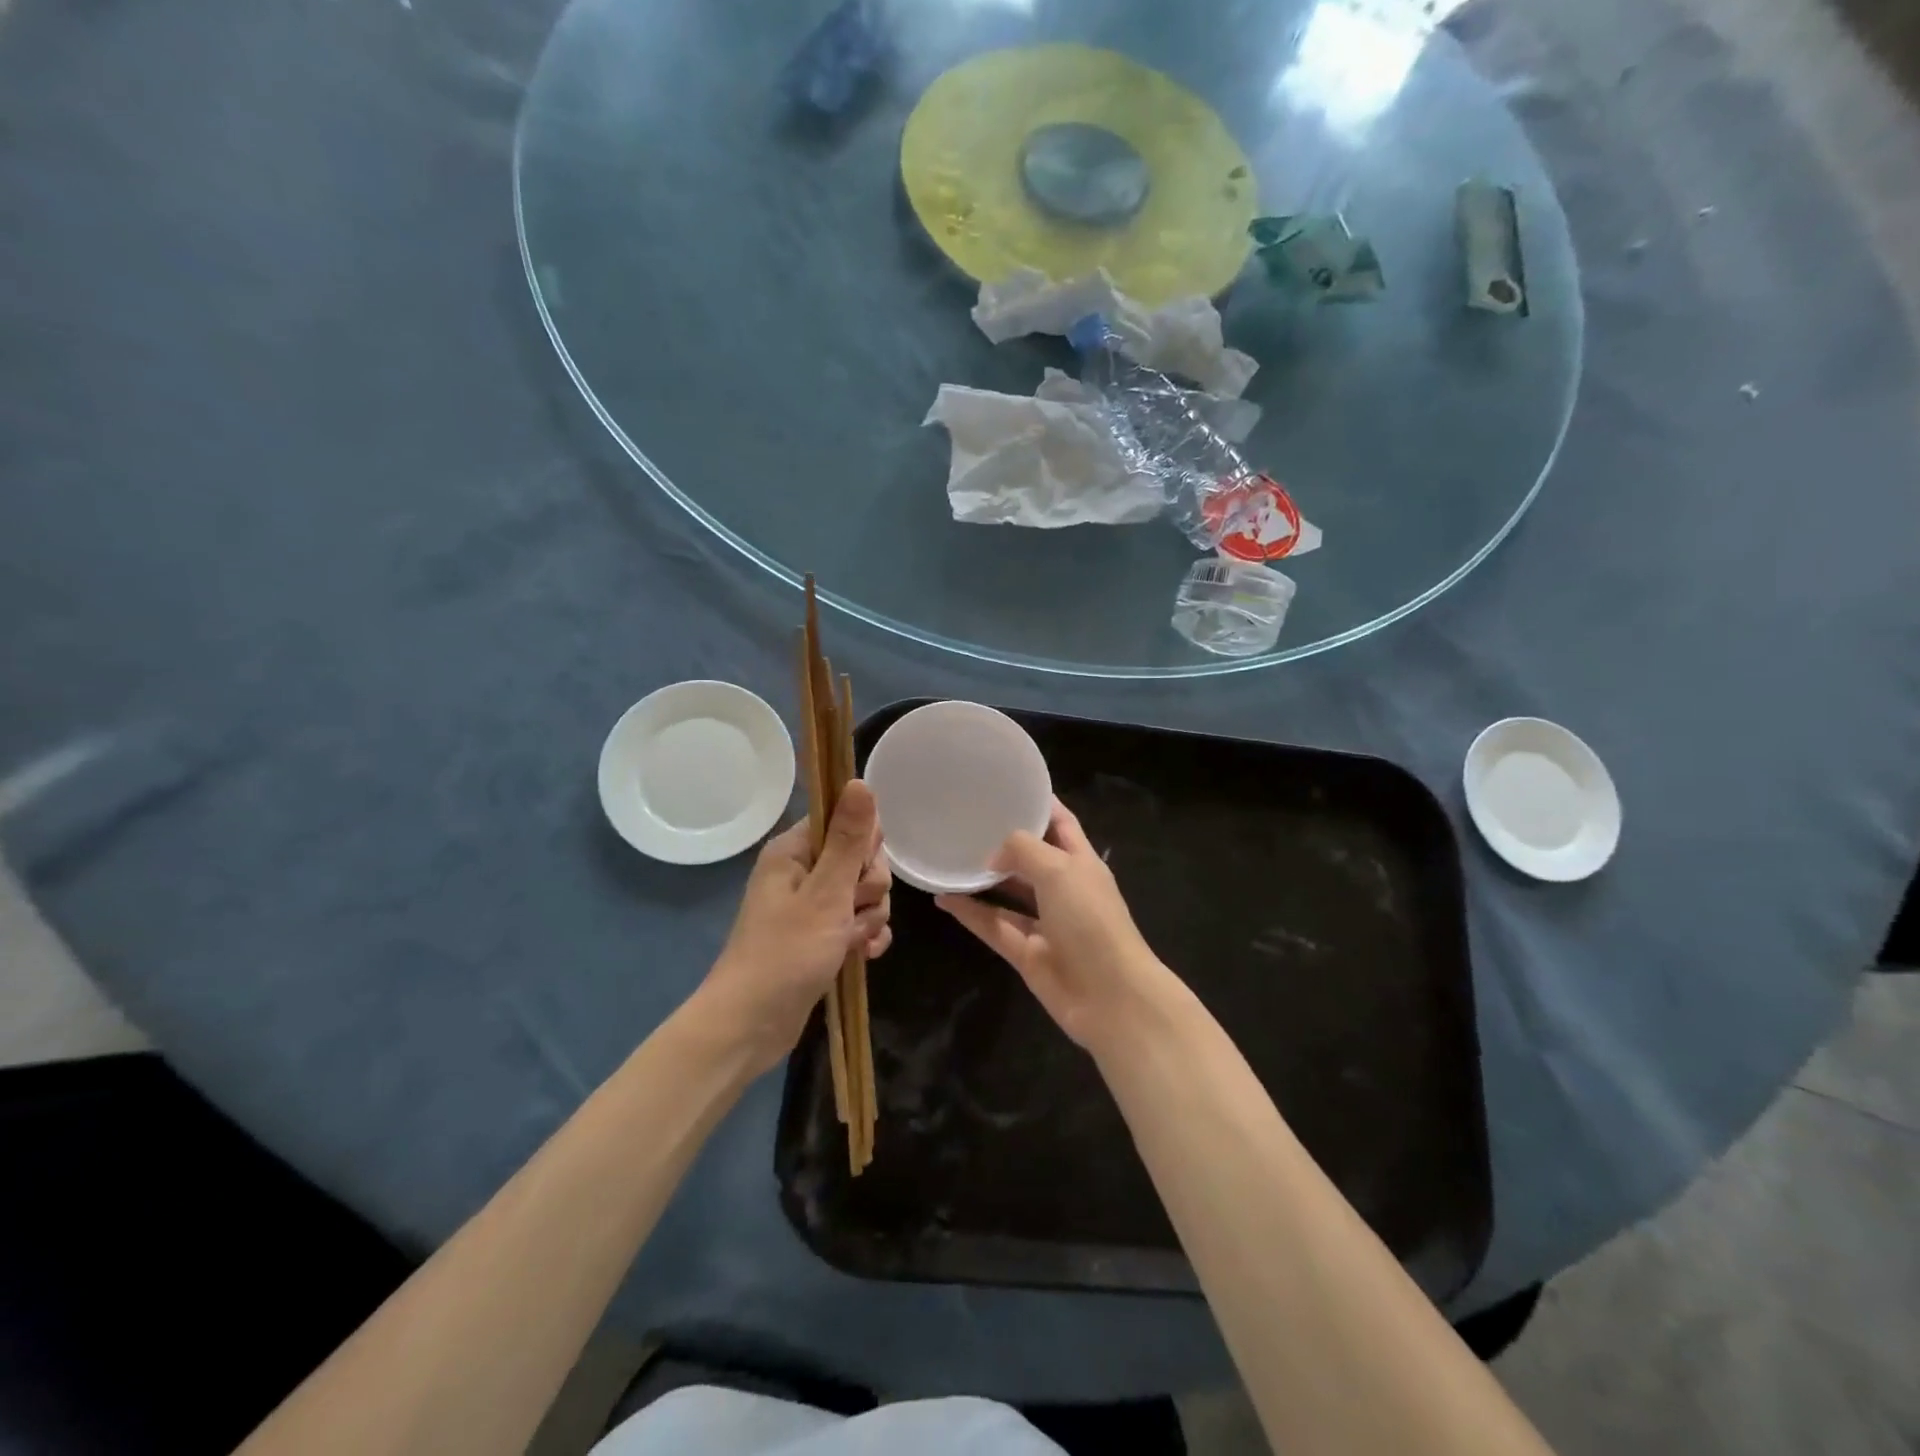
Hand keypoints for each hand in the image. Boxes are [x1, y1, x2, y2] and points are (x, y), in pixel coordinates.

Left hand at [701, 780, 890, 1074]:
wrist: (751, 1025)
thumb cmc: (786, 953)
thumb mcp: (826, 892)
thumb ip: (849, 839)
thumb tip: (860, 781)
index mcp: (794, 851)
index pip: (845, 822)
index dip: (863, 845)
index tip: (858, 871)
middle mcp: (802, 872)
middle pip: (860, 859)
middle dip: (869, 888)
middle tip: (851, 910)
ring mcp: (811, 907)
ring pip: (863, 894)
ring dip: (868, 917)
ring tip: (851, 941)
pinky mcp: (820, 937)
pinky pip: (857, 923)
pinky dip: (864, 937)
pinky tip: (865, 955)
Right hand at [937, 798, 1171, 1052]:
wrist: (1110, 997)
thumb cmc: (1091, 921)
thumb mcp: (1060, 870)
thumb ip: (1023, 850)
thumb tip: (993, 855)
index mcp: (1081, 862)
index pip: (1060, 823)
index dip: (1039, 804)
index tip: (1007, 786)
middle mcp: (1063, 889)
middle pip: (1031, 858)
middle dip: (1004, 841)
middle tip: (965, 820)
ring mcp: (1045, 923)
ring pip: (1008, 893)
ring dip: (982, 878)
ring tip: (949, 856)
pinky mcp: (1026, 952)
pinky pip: (993, 926)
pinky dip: (970, 912)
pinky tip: (943, 896)